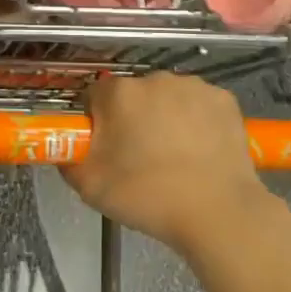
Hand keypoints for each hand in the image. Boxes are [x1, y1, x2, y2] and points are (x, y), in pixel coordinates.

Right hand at [62, 73, 275, 258]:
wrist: (217, 213)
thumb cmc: (148, 196)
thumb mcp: (89, 187)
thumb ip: (68, 160)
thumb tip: (67, 149)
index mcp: (119, 93)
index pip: (96, 96)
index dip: (98, 121)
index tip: (107, 148)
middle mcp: (154, 78)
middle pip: (134, 95)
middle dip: (134, 117)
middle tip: (141, 156)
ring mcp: (192, 86)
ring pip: (168, 97)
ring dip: (166, 116)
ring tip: (176, 157)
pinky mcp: (223, 99)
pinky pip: (200, 105)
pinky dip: (198, 120)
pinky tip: (202, 150)